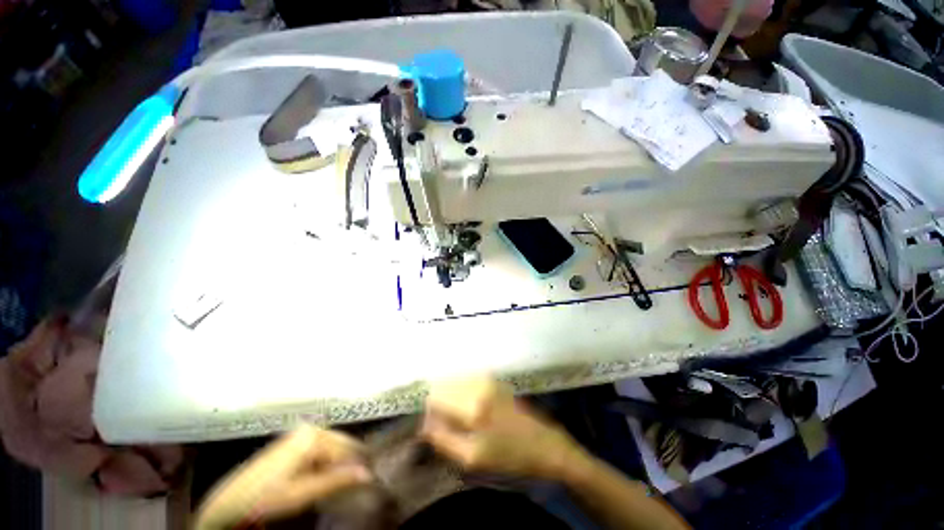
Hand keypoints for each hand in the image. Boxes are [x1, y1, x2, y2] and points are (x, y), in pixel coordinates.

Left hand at [196, 425, 371, 528]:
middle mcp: (310, 429)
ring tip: (342, 482)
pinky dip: (327, 462)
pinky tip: (325, 476)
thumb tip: (368, 474)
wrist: (232, 500)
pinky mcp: (295, 442)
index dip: (359, 463)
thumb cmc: (268, 496)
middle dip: (349, 462)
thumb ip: (336, 481)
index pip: (347, 447)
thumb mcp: (303, 492)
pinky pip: (321, 449)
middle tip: (358, 481)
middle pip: (341, 443)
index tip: (369, 477)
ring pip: (332, 446)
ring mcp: (301, 434)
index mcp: (313, 436)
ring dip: (338, 464)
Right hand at [420, 376, 585, 480]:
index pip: (434, 399)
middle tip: (443, 423)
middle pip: (443, 386)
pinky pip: (468, 379)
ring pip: (455, 380)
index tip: (430, 426)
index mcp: (472, 407)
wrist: (545, 445)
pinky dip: (461, 389)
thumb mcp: (472, 459)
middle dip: (437, 402)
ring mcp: (488, 380)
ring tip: (455, 416)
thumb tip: (425, 424)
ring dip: (449, 395)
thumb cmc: (509, 457)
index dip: (428, 412)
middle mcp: (478, 386)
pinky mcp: (495, 380)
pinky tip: (467, 406)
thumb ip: (444, 440)